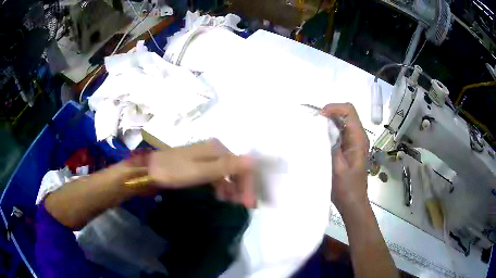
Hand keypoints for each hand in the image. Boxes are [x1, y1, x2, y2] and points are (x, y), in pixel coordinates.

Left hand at [148, 139, 255, 206]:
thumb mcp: (200, 171)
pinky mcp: (199, 166)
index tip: (249, 204)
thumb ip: (226, 166)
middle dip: (242, 187)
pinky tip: (221, 197)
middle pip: (236, 169)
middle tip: (244, 206)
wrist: (149, 171)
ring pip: (227, 174)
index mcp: (217, 149)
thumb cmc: (173, 171)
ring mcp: (206, 158)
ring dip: (233, 189)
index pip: (241, 166)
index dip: (248, 184)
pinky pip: (217, 177)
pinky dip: (222, 188)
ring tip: (233, 205)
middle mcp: (215, 150)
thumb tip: (253, 159)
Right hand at [321, 103, 369, 212]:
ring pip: (340, 122)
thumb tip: (319, 128)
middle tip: (312, 124)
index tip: (318, 117)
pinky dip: (328, 132)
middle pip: (344, 114)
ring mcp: (353, 142)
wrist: (352, 203)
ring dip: (327, 123)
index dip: (333, 108)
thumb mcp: (337, 167)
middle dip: (328, 114)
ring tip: (312, 131)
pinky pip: (338, 133)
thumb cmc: (346, 188)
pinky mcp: (348, 148)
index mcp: (358, 138)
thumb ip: (330, 145)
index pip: (349, 110)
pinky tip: (318, 140)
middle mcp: (358, 136)